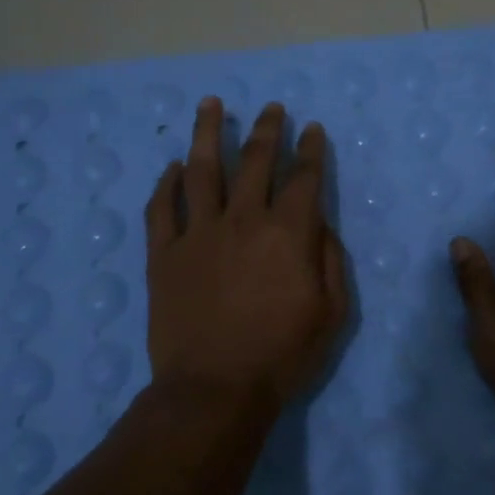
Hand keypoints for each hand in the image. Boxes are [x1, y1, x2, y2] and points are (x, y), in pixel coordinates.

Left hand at [145, 98, 348, 412]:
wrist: (214, 389)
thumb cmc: (282, 355)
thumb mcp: (332, 313)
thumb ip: (330, 261)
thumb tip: (320, 226)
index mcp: (288, 233)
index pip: (303, 178)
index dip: (310, 150)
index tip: (312, 129)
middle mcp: (243, 220)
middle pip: (255, 161)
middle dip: (268, 130)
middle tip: (272, 108)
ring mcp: (198, 233)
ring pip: (203, 169)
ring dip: (208, 133)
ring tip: (211, 104)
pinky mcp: (163, 253)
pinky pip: (163, 207)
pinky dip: (167, 183)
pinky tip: (173, 166)